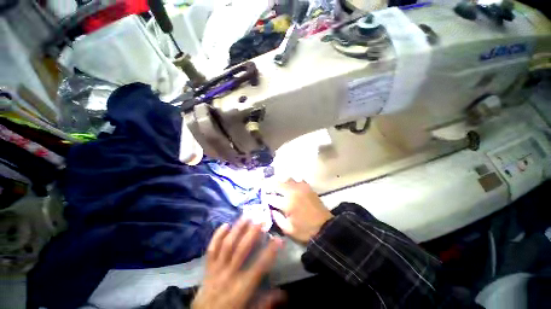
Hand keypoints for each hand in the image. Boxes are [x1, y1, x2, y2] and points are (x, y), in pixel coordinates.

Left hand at [192, 219, 284, 308]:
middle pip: (241, 250)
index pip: (259, 266)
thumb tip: (284, 294)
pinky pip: (211, 249)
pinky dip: (217, 236)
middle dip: (252, 233)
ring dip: (237, 229)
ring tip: (246, 217)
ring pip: (227, 245)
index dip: (270, 251)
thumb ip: (266, 303)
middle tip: (261, 221)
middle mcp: (228, 275)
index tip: (278, 239)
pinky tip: (225, 224)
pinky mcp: (207, 267)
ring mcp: (216, 269)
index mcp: (241, 288)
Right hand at [264, 179, 333, 244]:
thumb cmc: (305, 231)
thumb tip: (271, 209)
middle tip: (268, 188)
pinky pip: (298, 180)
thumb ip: (277, 219)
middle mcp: (293, 192)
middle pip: (278, 184)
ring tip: (279, 187)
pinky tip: (292, 186)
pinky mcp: (308, 187)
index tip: (264, 197)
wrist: (325, 227)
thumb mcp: (288, 230)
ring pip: (287, 179)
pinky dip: (293, 182)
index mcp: (287, 203)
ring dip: (282, 182)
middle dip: (271, 186)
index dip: (266, 197)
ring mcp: (301, 188)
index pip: (272, 197)